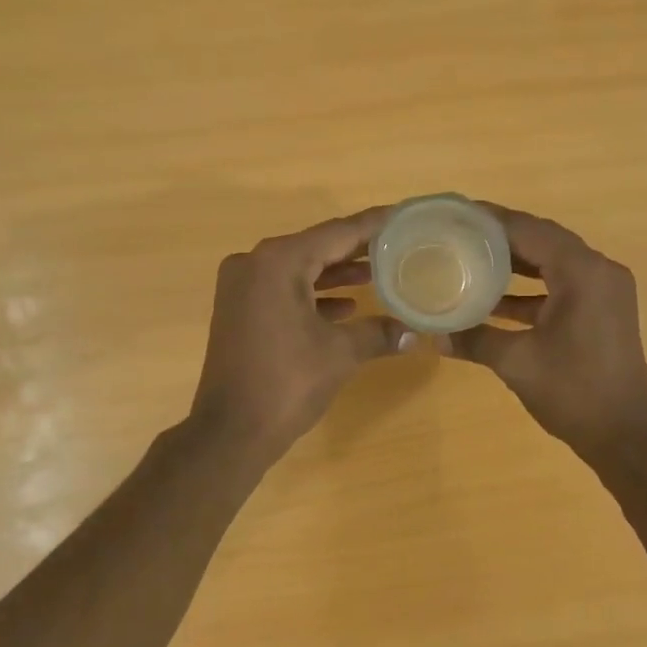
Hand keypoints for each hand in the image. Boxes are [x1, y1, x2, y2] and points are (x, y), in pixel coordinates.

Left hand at [189, 208, 408, 458]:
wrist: (231, 431)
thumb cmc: (287, 382)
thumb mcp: (340, 354)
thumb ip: (378, 333)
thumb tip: (415, 333)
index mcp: (278, 262)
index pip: (336, 233)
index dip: (372, 225)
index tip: (402, 215)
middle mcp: (254, 263)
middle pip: (316, 248)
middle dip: (356, 250)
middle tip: (397, 245)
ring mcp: (241, 287)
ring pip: (298, 270)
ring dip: (335, 274)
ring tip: (378, 273)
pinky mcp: (238, 310)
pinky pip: (282, 290)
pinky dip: (312, 295)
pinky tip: (345, 307)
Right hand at [449, 207, 646, 456]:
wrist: (625, 435)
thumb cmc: (573, 392)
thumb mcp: (517, 362)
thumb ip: (474, 340)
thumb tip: (434, 335)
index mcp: (582, 272)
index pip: (530, 230)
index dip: (491, 220)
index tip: (455, 213)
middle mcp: (599, 271)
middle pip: (543, 239)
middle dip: (501, 236)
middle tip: (458, 232)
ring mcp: (605, 290)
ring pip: (553, 261)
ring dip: (516, 261)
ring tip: (470, 257)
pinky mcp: (603, 309)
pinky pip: (562, 283)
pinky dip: (531, 287)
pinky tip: (495, 298)